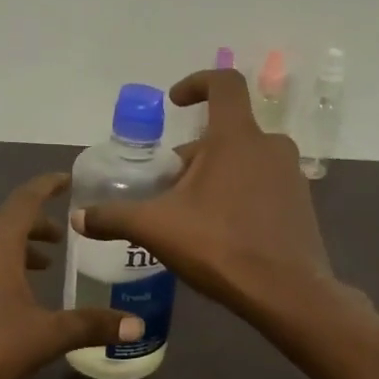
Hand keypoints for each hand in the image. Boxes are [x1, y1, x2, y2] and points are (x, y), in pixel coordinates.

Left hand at [0, 173, 140, 378]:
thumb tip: (137, 324)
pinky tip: (16, 295)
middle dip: (38, 223)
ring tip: (46, 265)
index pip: (25, 199)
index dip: (47, 186)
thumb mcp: (46, 336)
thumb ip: (91, 325)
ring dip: (19, 247)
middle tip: (65, 235)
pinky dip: (3, 265)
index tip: (68, 180)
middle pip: (8, 220)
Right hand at [71, 69, 335, 313]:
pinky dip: (238, 195)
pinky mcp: (301, 204)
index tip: (175, 102)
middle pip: (224, 135)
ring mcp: (290, 175)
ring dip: (214, 177)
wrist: (287, 294)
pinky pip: (263, 185)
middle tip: (167, 190)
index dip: (196, 83)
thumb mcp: (156, 229)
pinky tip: (221, 233)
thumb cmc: (220, 246)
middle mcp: (270, 146)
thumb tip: (78, 218)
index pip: (224, 84)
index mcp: (236, 138)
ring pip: (243, 161)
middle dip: (192, 156)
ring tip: (190, 215)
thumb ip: (114, 218)